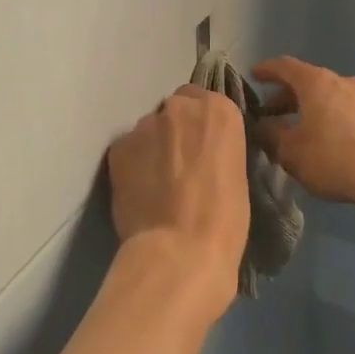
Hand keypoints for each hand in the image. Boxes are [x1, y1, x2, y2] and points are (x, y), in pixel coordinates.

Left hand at [105, 86, 249, 315]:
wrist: (180, 251)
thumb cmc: (225, 219)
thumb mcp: (236, 172)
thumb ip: (216, 148)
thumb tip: (201, 154)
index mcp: (219, 110)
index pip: (206, 102)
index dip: (201, 127)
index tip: (202, 149)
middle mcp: (180, 106)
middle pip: (175, 110)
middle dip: (177, 130)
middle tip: (180, 165)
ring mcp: (145, 125)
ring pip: (149, 129)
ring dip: (153, 146)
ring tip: (157, 183)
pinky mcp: (118, 147)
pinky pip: (128, 150)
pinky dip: (133, 164)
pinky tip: (139, 191)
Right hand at [252, 57, 354, 207]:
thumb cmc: (334, 157)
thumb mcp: (291, 153)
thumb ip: (271, 136)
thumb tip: (261, 126)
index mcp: (315, 82)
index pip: (284, 66)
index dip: (266, 70)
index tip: (254, 75)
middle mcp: (339, 80)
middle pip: (307, 80)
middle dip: (286, 94)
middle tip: (271, 111)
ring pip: (328, 94)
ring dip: (309, 106)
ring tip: (298, 127)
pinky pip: (344, 107)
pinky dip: (329, 114)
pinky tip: (326, 137)